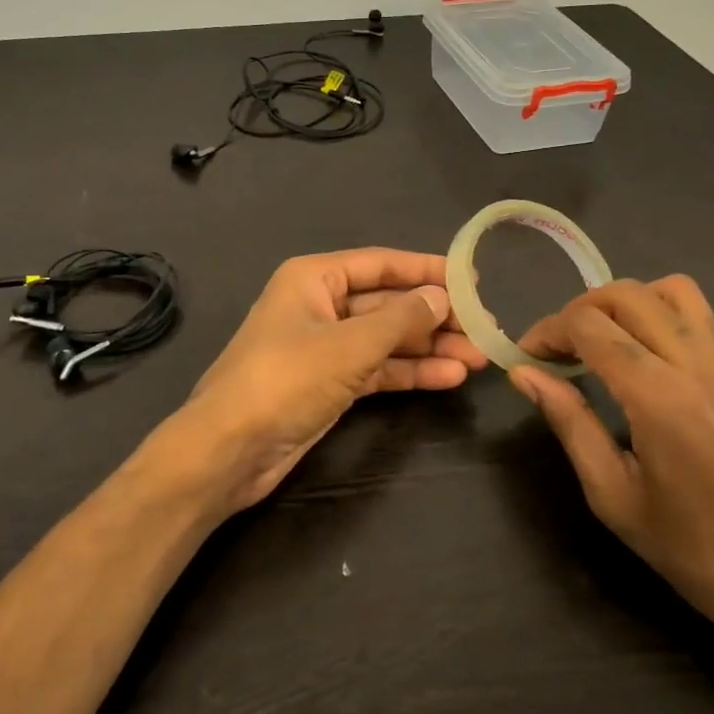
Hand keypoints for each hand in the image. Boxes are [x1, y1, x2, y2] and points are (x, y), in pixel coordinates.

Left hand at [157, 249, 488, 513]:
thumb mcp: (349, 346)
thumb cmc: (285, 379)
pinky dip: (409, 372)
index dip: (427, 270)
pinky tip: (449, 377)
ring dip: (429, 347)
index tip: (472, 279)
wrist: (229, 449)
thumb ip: (400, 319)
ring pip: (386, 339)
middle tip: (484, 327)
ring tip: (479, 357)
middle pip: (387, 303)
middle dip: (434, 316)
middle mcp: (320, 305)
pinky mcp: (329, 384)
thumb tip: (440, 296)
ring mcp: (325, 347)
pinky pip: (377, 369)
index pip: (381, 264)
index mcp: (314, 278)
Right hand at [512, 277, 713, 644]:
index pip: (589, 325)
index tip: (526, 357)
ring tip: (601, 341)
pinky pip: (697, 313)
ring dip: (623, 302)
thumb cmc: (696, 552)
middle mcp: (694, 363)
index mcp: (658, 396)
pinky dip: (658, 311)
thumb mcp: (614, 496)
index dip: (547, 331)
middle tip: (557, 350)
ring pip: (668, 289)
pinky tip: (642, 353)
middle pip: (625, 294)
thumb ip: (569, 423)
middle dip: (578, 310)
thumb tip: (524, 374)